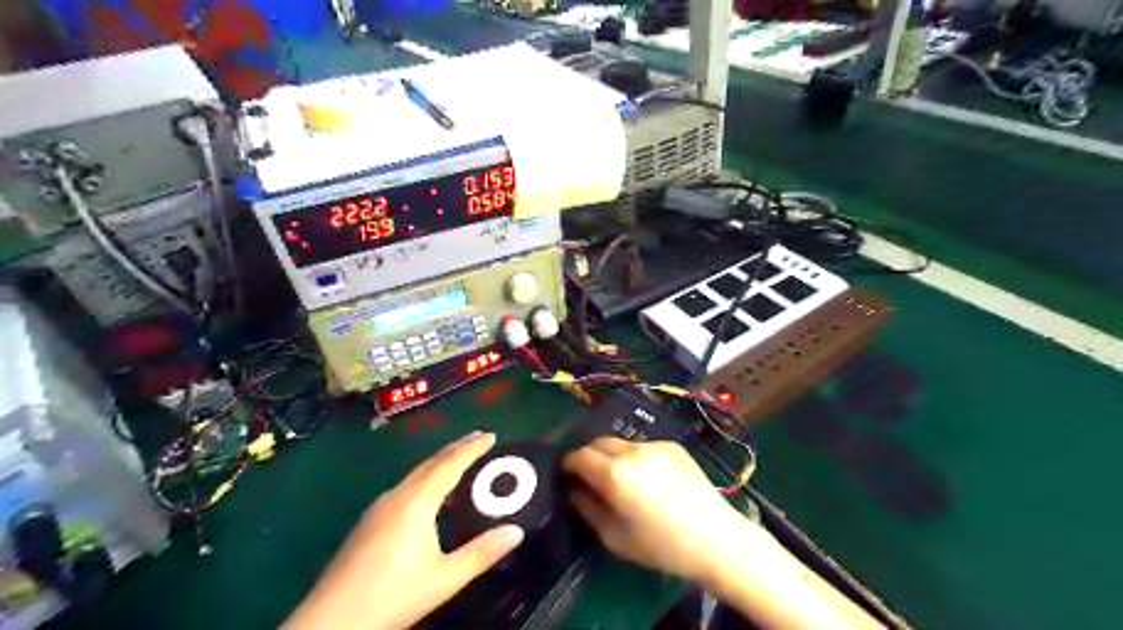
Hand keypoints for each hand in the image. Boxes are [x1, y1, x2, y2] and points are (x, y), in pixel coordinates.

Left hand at [281, 434, 526, 629]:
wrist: (330, 621)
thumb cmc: (392, 595)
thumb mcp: (445, 578)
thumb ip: (482, 553)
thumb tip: (516, 532)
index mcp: (416, 502)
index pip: (449, 464)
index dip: (472, 448)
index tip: (491, 435)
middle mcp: (396, 496)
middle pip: (431, 463)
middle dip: (456, 448)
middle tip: (479, 439)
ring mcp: (379, 508)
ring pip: (416, 475)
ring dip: (440, 463)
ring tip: (459, 460)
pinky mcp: (369, 522)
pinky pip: (405, 488)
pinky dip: (426, 479)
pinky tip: (429, 495)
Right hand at [567, 437, 768, 584]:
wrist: (716, 539)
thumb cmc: (662, 546)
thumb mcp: (615, 537)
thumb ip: (588, 509)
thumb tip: (574, 490)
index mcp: (614, 473)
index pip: (579, 455)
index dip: (568, 464)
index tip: (566, 476)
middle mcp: (632, 450)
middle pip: (598, 442)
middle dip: (589, 456)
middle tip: (590, 477)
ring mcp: (655, 445)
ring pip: (622, 444)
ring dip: (613, 456)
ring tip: (622, 479)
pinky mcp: (673, 446)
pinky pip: (644, 447)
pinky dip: (636, 458)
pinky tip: (649, 480)